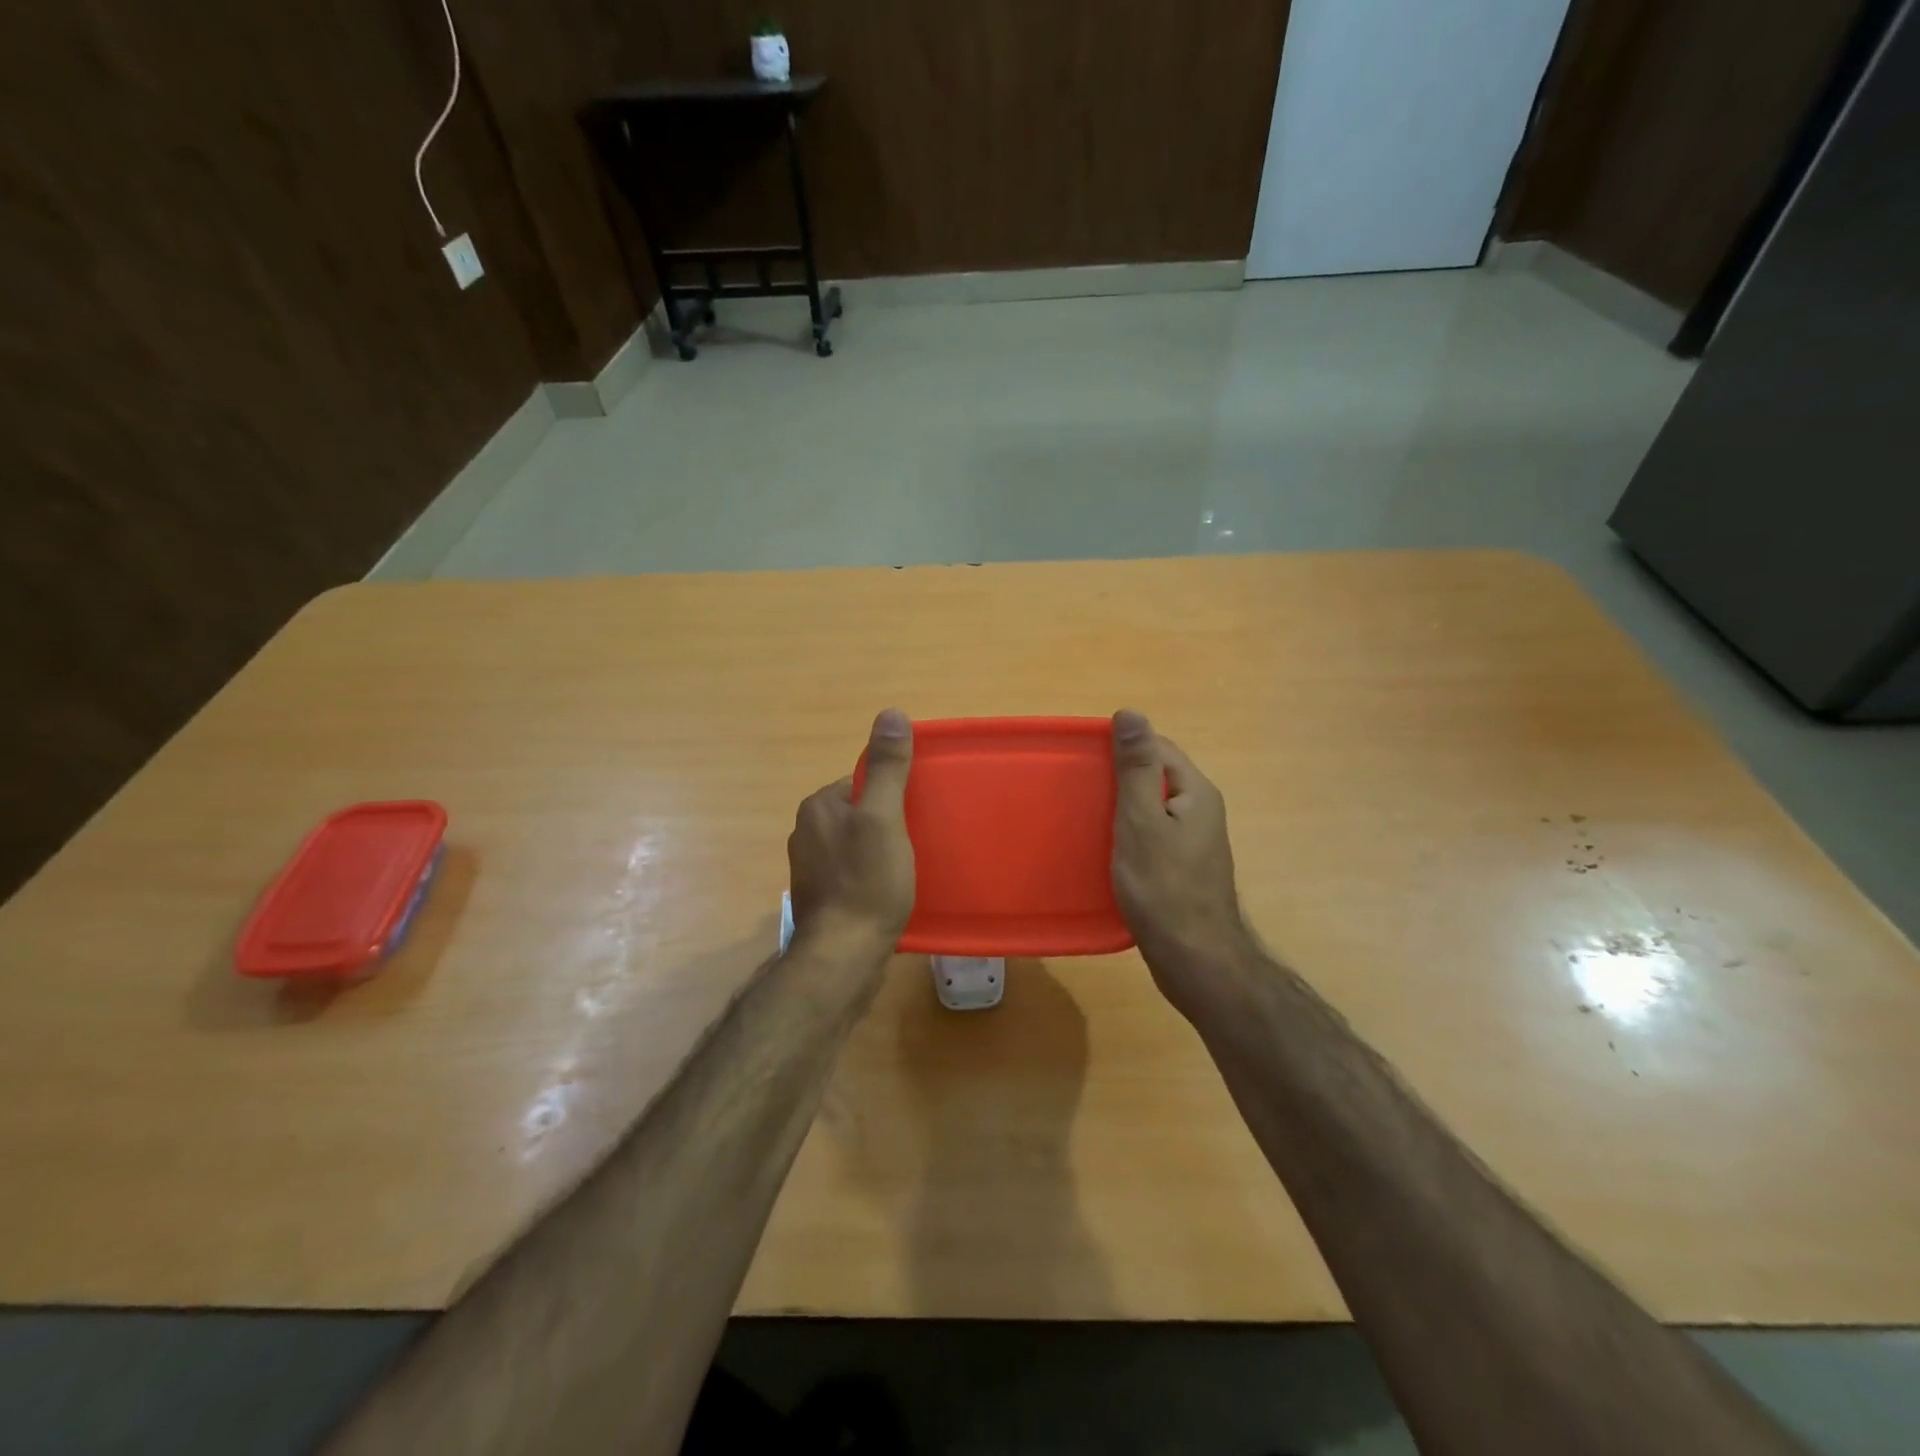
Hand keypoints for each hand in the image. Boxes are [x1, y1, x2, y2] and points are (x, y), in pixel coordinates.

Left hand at [787, 708, 916, 957]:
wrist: (843, 956)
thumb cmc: (867, 882)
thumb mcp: (883, 817)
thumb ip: (887, 768)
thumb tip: (891, 713)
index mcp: (818, 807)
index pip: (861, 781)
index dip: (893, 793)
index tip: (918, 811)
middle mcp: (806, 832)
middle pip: (860, 812)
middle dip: (889, 822)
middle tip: (921, 839)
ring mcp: (811, 869)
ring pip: (857, 844)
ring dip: (882, 850)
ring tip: (911, 866)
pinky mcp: (821, 899)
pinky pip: (853, 873)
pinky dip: (873, 876)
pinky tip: (892, 891)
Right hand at [1111, 710, 1252, 1013]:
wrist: (1194, 958)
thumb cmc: (1163, 887)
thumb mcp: (1142, 820)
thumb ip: (1136, 767)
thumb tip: (1131, 712)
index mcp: (1195, 792)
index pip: (1158, 747)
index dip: (1123, 746)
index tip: (1084, 757)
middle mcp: (1201, 811)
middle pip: (1156, 776)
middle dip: (1119, 776)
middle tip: (1079, 787)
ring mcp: (1194, 842)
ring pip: (1152, 808)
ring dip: (1121, 807)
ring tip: (1085, 815)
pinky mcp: (1183, 868)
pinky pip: (1153, 835)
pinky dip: (1129, 834)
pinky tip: (1105, 848)